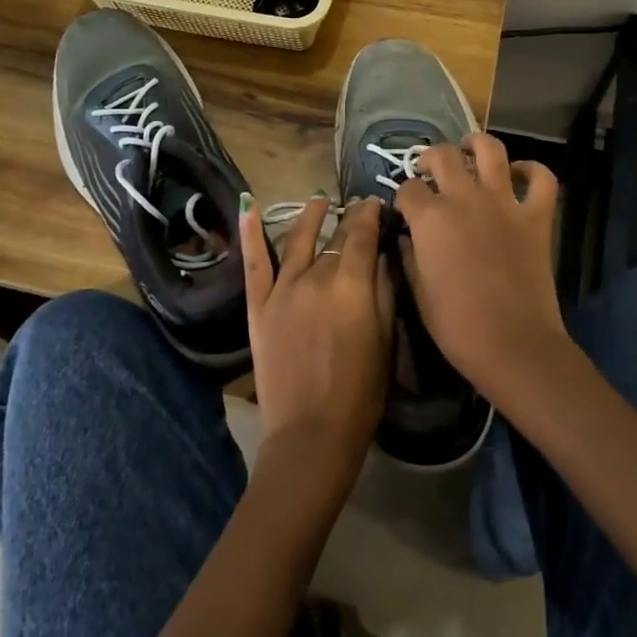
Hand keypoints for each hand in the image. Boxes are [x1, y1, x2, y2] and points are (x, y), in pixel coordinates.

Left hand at [240, 194, 393, 475]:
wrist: (311, 433)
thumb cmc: (361, 392)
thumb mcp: (387, 339)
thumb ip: (384, 291)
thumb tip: (382, 255)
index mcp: (351, 283)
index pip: (361, 233)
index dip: (369, 215)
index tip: (374, 204)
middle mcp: (315, 276)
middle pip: (334, 239)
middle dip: (348, 221)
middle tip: (357, 210)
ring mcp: (283, 289)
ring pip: (298, 240)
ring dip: (310, 217)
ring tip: (319, 202)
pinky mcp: (259, 306)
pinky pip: (255, 263)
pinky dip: (251, 234)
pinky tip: (249, 208)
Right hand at [394, 133, 565, 401]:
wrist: (513, 344)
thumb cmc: (456, 325)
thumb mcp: (417, 292)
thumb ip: (409, 257)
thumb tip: (408, 238)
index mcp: (431, 218)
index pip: (408, 189)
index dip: (403, 197)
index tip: (404, 209)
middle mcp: (465, 198)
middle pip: (443, 156)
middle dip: (429, 159)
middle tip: (429, 171)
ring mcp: (504, 203)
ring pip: (491, 150)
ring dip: (476, 144)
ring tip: (469, 151)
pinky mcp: (536, 217)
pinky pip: (542, 179)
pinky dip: (532, 171)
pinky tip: (519, 175)